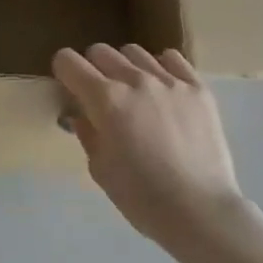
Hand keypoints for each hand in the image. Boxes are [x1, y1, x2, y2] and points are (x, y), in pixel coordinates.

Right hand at [53, 45, 244, 257]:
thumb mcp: (100, 169)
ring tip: (134, 92)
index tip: (67, 87)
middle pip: (100, 52)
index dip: (62, 72)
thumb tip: (80, 115)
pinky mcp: (198, 88)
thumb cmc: (141, 197)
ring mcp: (170, 81)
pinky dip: (160, 68)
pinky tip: (162, 90)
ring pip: (135, 52)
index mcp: (105, 100)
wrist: (199, 210)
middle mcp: (135, 80)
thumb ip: (87, 133)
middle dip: (91, 68)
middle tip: (98, 95)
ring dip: (125, 67)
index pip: (69, 62)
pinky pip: (172, 59)